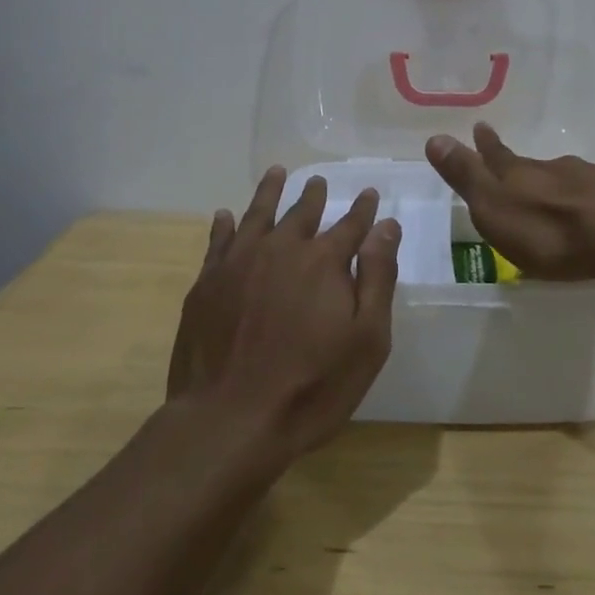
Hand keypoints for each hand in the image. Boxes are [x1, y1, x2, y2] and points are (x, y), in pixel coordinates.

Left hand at [167, 168, 400, 461]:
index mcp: (324, 261)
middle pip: (302, 212)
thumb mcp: (367, 340)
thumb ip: (378, 277)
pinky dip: (224, 225)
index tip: (370, 194)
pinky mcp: (207, 283)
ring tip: (277, 173)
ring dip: (270, 192)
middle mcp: (282, 249)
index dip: (363, 209)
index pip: (351, 225)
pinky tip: (225, 215)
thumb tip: (387, 226)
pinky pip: (218, 241)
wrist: (228, 420)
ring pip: (258, 214)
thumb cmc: (311, 386)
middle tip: (319, 182)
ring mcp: (239, 263)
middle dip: (314, 195)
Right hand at [424, 123, 594, 281]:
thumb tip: (433, 137)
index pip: (496, 155)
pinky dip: (587, 201)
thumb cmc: (549, 230)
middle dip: (520, 165)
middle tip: (514, 163)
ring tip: (552, 193)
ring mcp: (592, 182)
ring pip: (567, 179)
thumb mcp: (495, 207)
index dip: (485, 144)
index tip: (479, 126)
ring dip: (556, 184)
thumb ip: (467, 176)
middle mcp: (555, 170)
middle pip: (533, 166)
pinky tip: (591, 212)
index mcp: (521, 175)